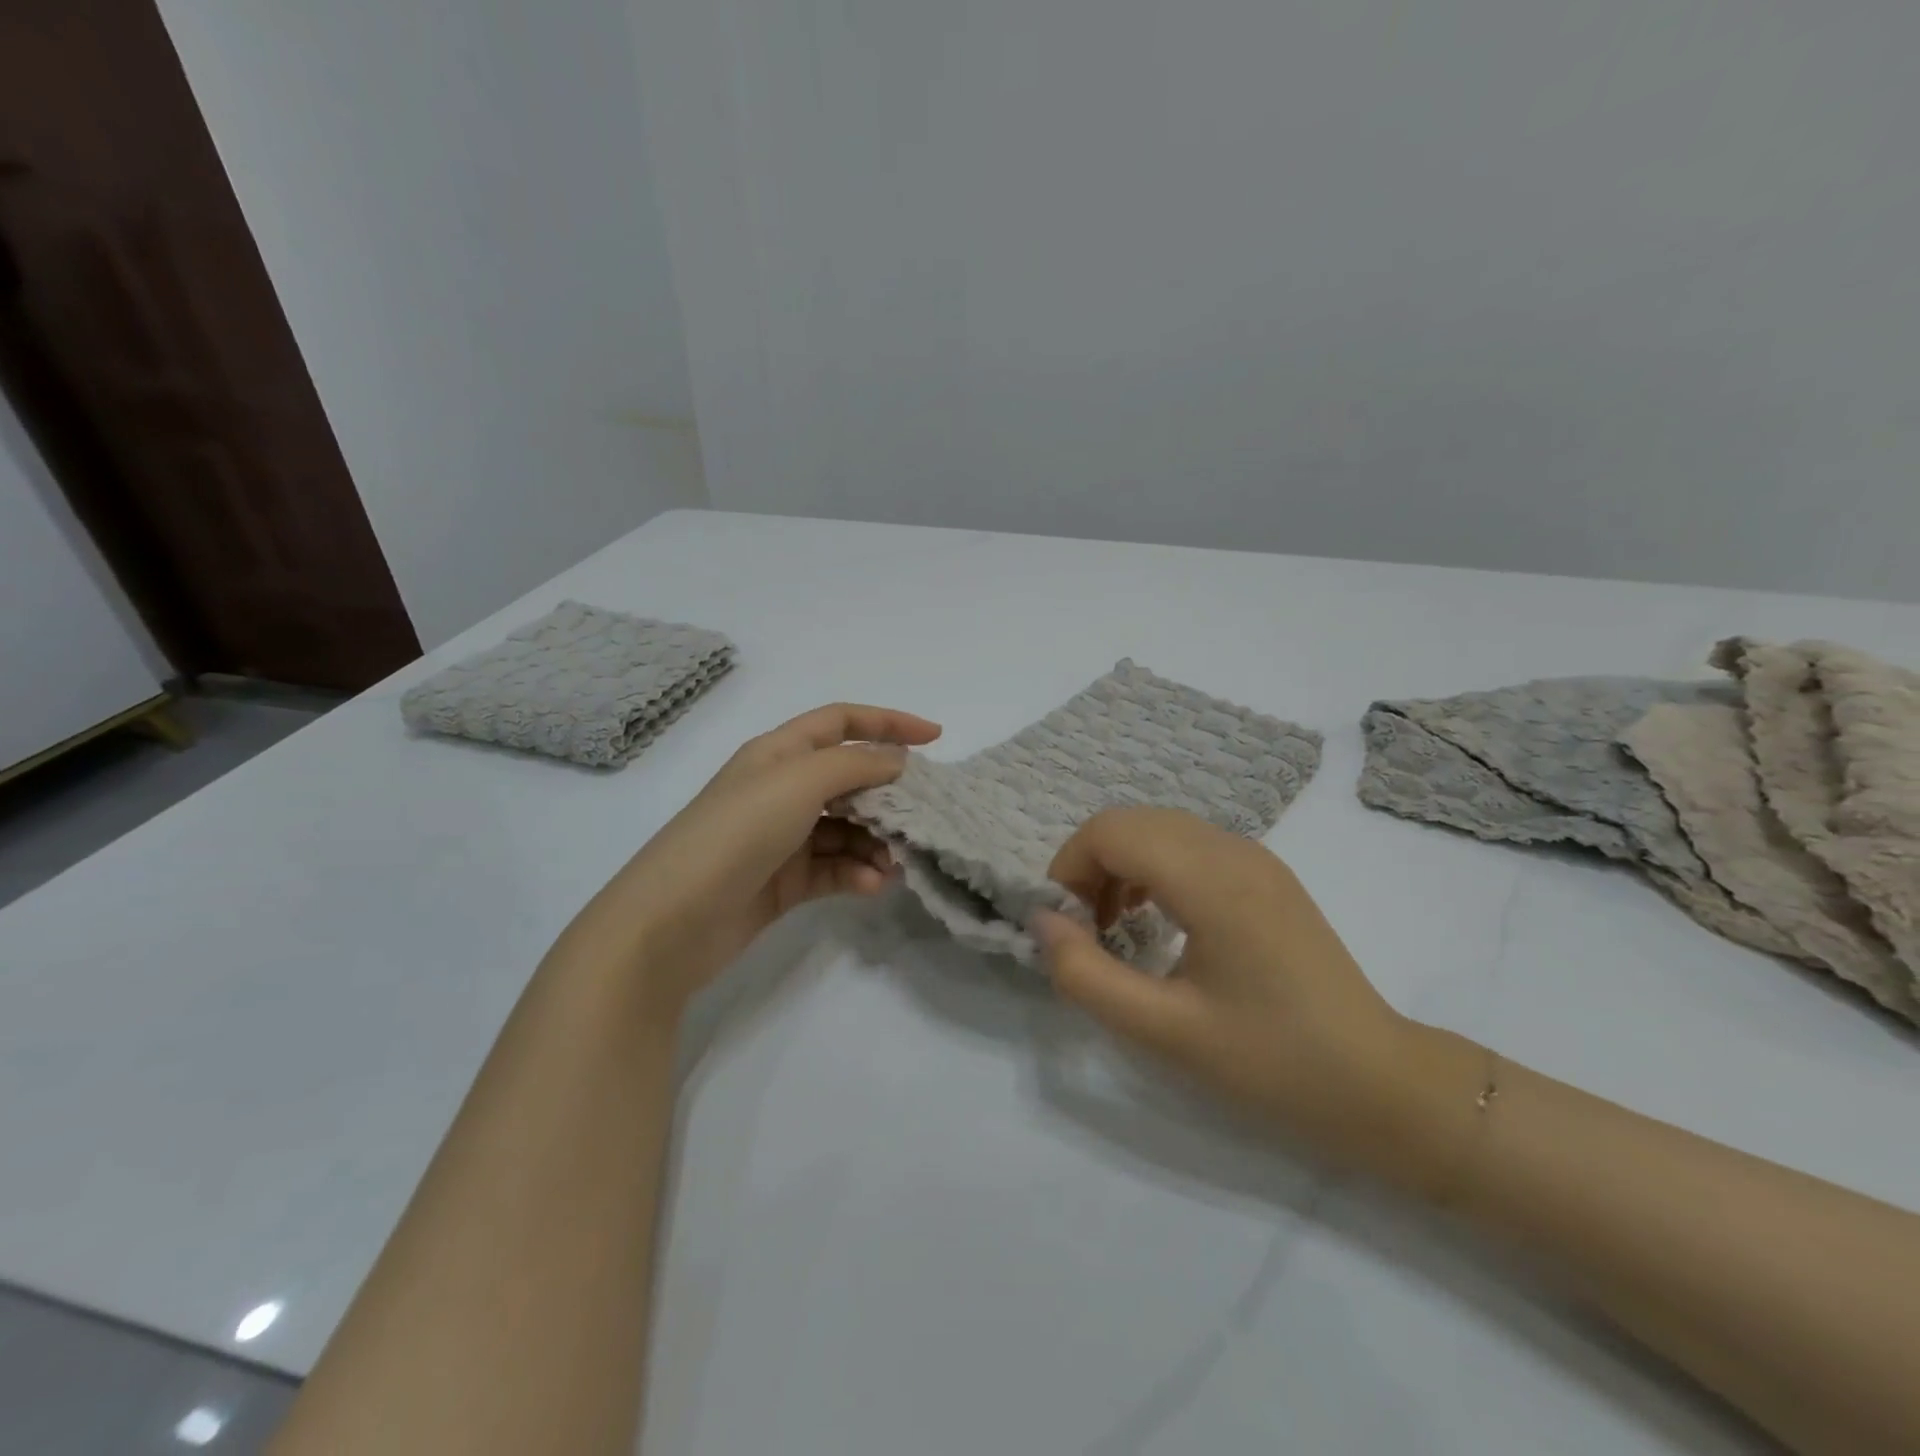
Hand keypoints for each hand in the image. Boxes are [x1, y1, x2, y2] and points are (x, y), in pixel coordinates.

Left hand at [552, 703, 940, 1019]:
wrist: (670, 922)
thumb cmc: (736, 833)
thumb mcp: (798, 783)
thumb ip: (855, 765)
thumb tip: (898, 760)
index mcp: (779, 753)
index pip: (841, 722)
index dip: (888, 723)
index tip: (935, 739)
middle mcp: (781, 790)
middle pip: (849, 779)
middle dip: (888, 795)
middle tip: (921, 816)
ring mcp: (782, 838)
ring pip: (847, 829)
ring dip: (875, 842)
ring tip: (894, 863)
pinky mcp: (784, 882)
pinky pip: (834, 868)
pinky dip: (856, 873)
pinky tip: (871, 886)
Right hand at [1034, 808, 1462, 1179]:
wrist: (1380, 1084)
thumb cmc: (1272, 1062)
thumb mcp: (1163, 1031)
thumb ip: (1086, 975)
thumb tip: (1041, 923)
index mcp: (1210, 879)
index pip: (1110, 830)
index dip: (1069, 868)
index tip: (1064, 927)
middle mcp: (1233, 849)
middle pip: (1131, 821)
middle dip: (1090, 865)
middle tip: (1085, 931)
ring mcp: (1255, 858)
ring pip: (1159, 828)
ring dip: (1121, 865)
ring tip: (1116, 928)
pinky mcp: (1266, 875)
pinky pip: (1189, 846)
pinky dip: (1154, 869)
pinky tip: (1158, 921)